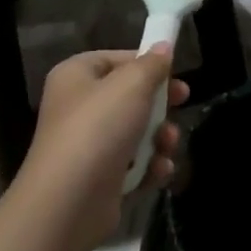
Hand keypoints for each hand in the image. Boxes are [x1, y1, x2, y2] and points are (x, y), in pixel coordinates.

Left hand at [23, 46, 187, 250]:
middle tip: (182, 103)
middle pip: (130, 97)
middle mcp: (78, 107)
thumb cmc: (98, 129)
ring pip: (135, 132)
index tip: (176, 73)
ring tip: (168, 146)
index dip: (148, 64)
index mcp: (76, 75)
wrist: (68, 204)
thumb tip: (164, 47)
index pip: (118, 59)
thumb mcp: (131, 85)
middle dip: (159, 105)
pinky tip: (159, 172)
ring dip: (159, 138)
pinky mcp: (98, 180)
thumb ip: (151, 64)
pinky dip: (149, 167)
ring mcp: (87, 145)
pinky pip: (132, 165)